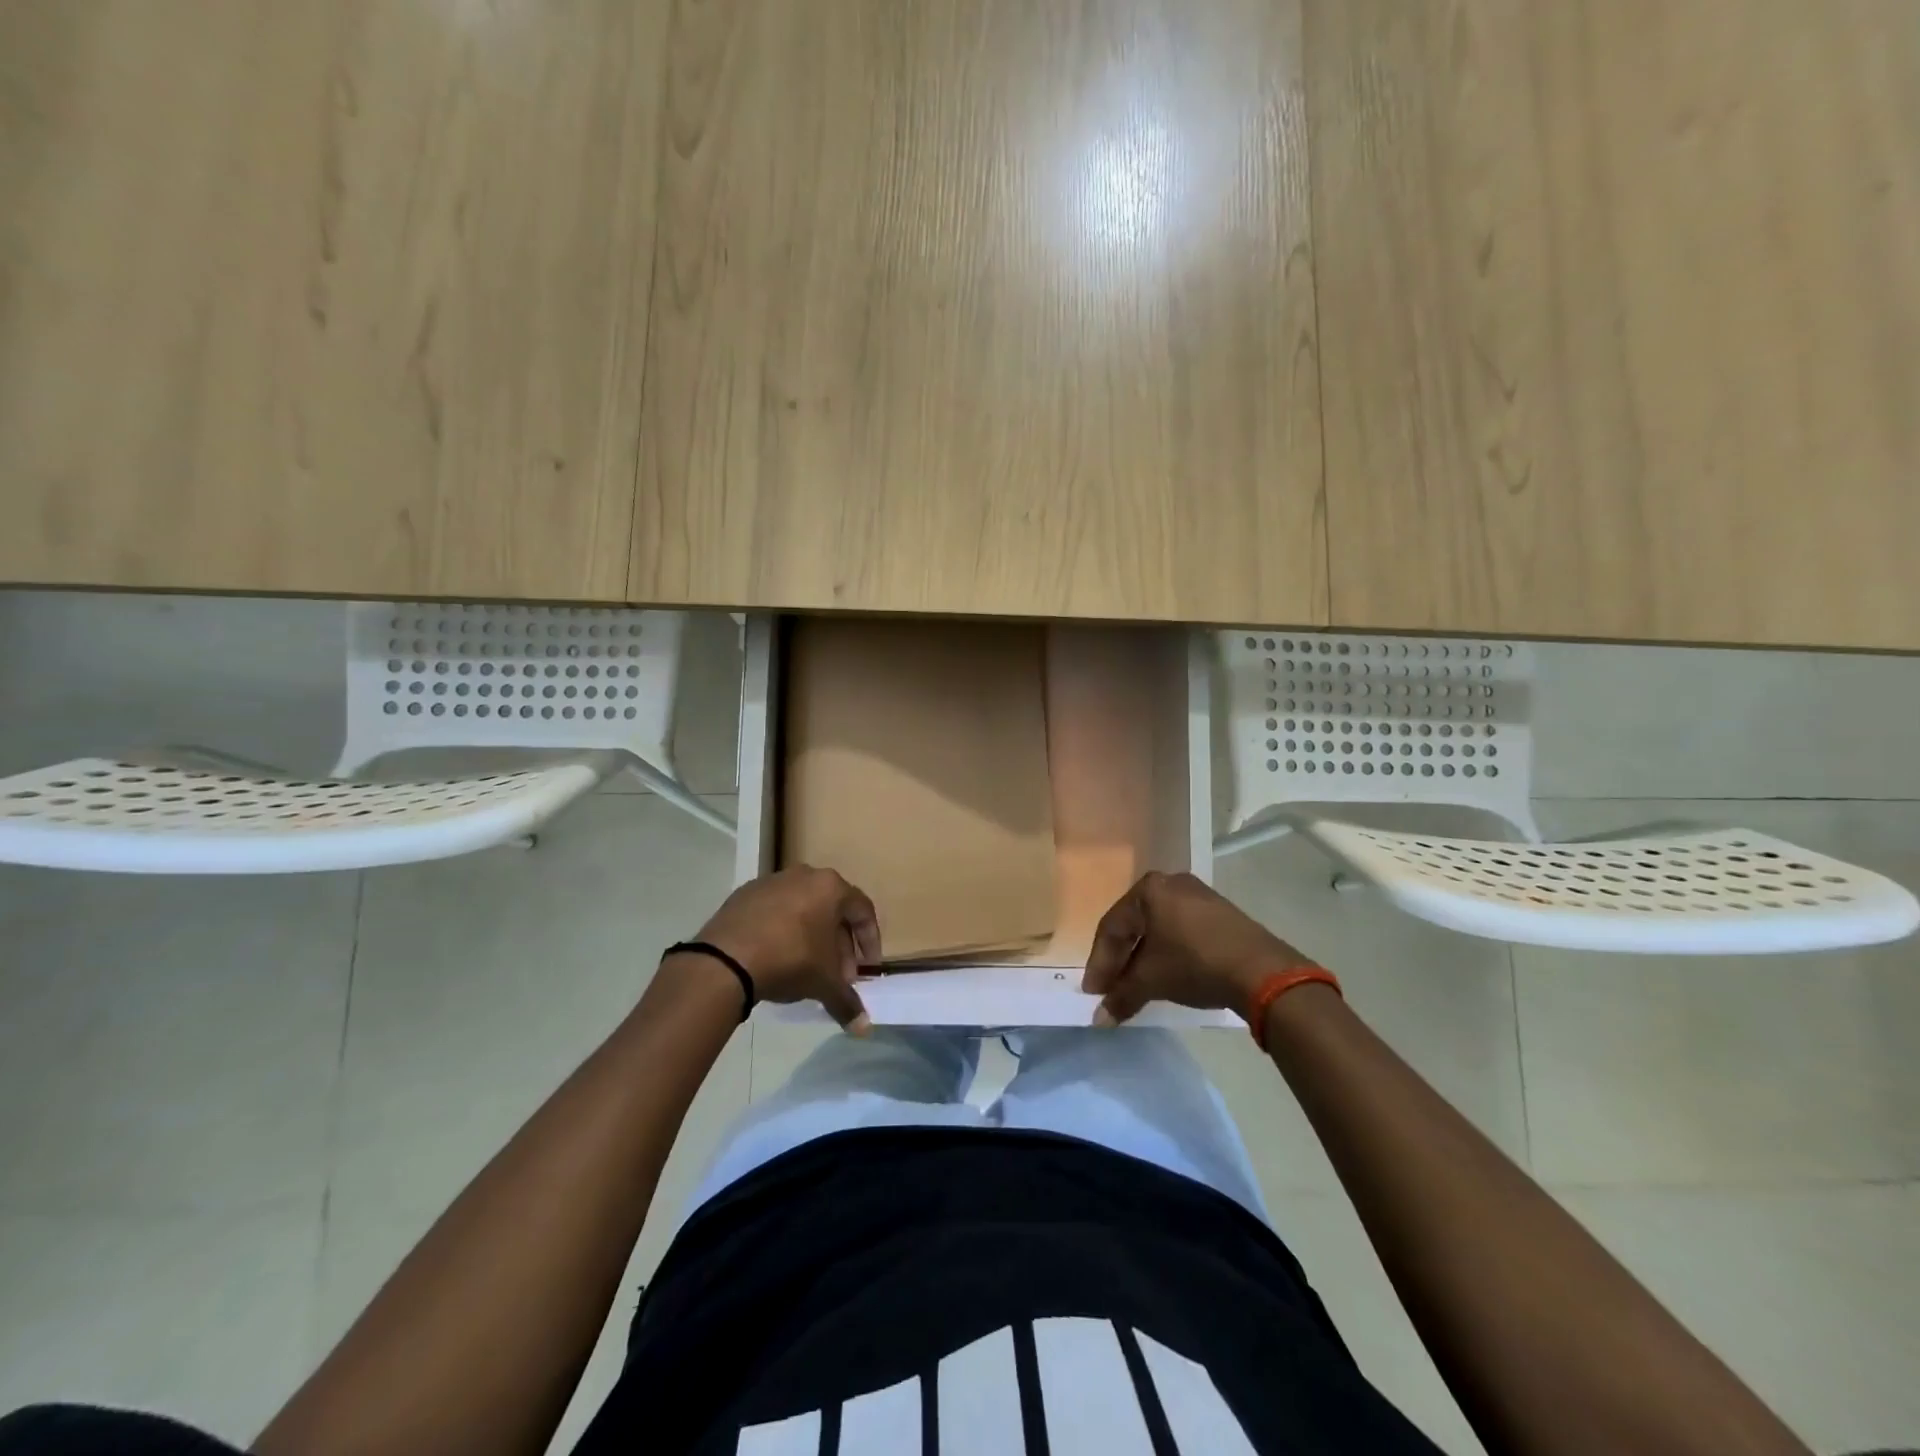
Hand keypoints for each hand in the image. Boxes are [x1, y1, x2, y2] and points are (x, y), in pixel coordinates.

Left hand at [691, 866, 881, 1032]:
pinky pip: (775, 911)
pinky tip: (776, 957)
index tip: (868, 967)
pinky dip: (783, 931)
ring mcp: (771, 882)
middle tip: (839, 975)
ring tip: (808, 968)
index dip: (870, 941)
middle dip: (840, 945)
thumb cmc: (789, 959)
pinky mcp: (744, 894)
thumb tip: (863, 1028)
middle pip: (832, 910)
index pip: (862, 911)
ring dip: (812, 937)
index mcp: (830, 887)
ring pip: (803, 909)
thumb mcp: (823, 983)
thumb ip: (846, 1002)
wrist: (725, 959)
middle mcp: (804, 875)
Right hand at [1081, 871, 1310, 1025]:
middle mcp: (1171, 883)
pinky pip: (1181, 931)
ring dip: (1144, 958)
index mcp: (1149, 889)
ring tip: (1136, 985)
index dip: (1099, 963)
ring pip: (1158, 929)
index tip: (1093, 992)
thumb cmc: (1194, 963)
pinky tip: (1167, 974)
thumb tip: (1099, 1020)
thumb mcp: (1151, 980)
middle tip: (1110, 989)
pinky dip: (1168, 952)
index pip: (1112, 928)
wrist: (1261, 970)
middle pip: (1134, 925)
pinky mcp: (1221, 913)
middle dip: (1120, 960)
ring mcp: (1199, 895)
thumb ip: (1122, 996)